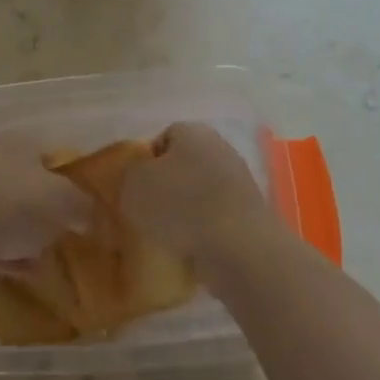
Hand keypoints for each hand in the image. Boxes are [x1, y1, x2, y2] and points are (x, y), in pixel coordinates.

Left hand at [0, 132, 91, 274]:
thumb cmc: (17, 205)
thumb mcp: (66, 201)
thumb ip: (84, 205)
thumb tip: (88, 215)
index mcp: (17, 142)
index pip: (50, 152)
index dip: (70, 176)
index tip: (84, 202)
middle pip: (28, 184)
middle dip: (46, 209)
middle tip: (66, 229)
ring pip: (9, 213)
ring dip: (27, 235)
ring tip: (46, 255)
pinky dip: (8, 255)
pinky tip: (24, 271)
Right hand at [118, 123, 281, 271]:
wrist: (237, 246)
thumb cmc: (180, 205)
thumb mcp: (134, 184)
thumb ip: (130, 174)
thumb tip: (139, 178)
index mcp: (194, 132)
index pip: (164, 137)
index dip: (145, 161)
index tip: (133, 187)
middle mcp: (220, 149)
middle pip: (183, 165)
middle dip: (165, 187)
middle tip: (145, 211)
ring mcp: (239, 182)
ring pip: (199, 193)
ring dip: (183, 211)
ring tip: (164, 235)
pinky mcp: (249, 214)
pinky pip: (214, 218)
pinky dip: (201, 231)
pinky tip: (188, 248)